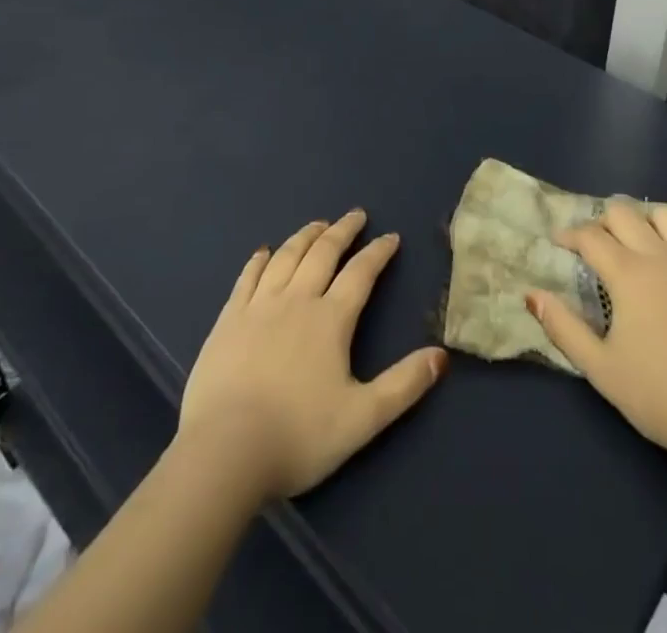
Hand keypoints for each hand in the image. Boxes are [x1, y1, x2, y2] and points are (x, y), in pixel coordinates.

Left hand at [178, 210, 446, 502]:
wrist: (224, 452)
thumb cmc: (298, 437)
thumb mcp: (362, 418)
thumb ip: (404, 385)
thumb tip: (442, 356)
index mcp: (331, 319)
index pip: (361, 273)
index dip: (378, 252)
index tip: (391, 237)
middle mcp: (296, 300)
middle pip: (323, 253)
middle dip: (343, 230)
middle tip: (355, 215)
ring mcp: (258, 306)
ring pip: (286, 257)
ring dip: (305, 236)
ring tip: (318, 224)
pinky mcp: (228, 320)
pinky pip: (247, 277)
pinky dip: (259, 260)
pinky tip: (263, 252)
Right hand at [527, 200, 666, 470]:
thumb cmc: (657, 395)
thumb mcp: (600, 368)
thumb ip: (563, 327)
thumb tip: (532, 294)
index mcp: (628, 274)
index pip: (591, 236)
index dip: (570, 235)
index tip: (559, 242)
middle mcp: (661, 256)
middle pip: (625, 213)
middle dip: (602, 220)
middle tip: (595, 244)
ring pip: (665, 215)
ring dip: (643, 220)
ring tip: (635, 241)